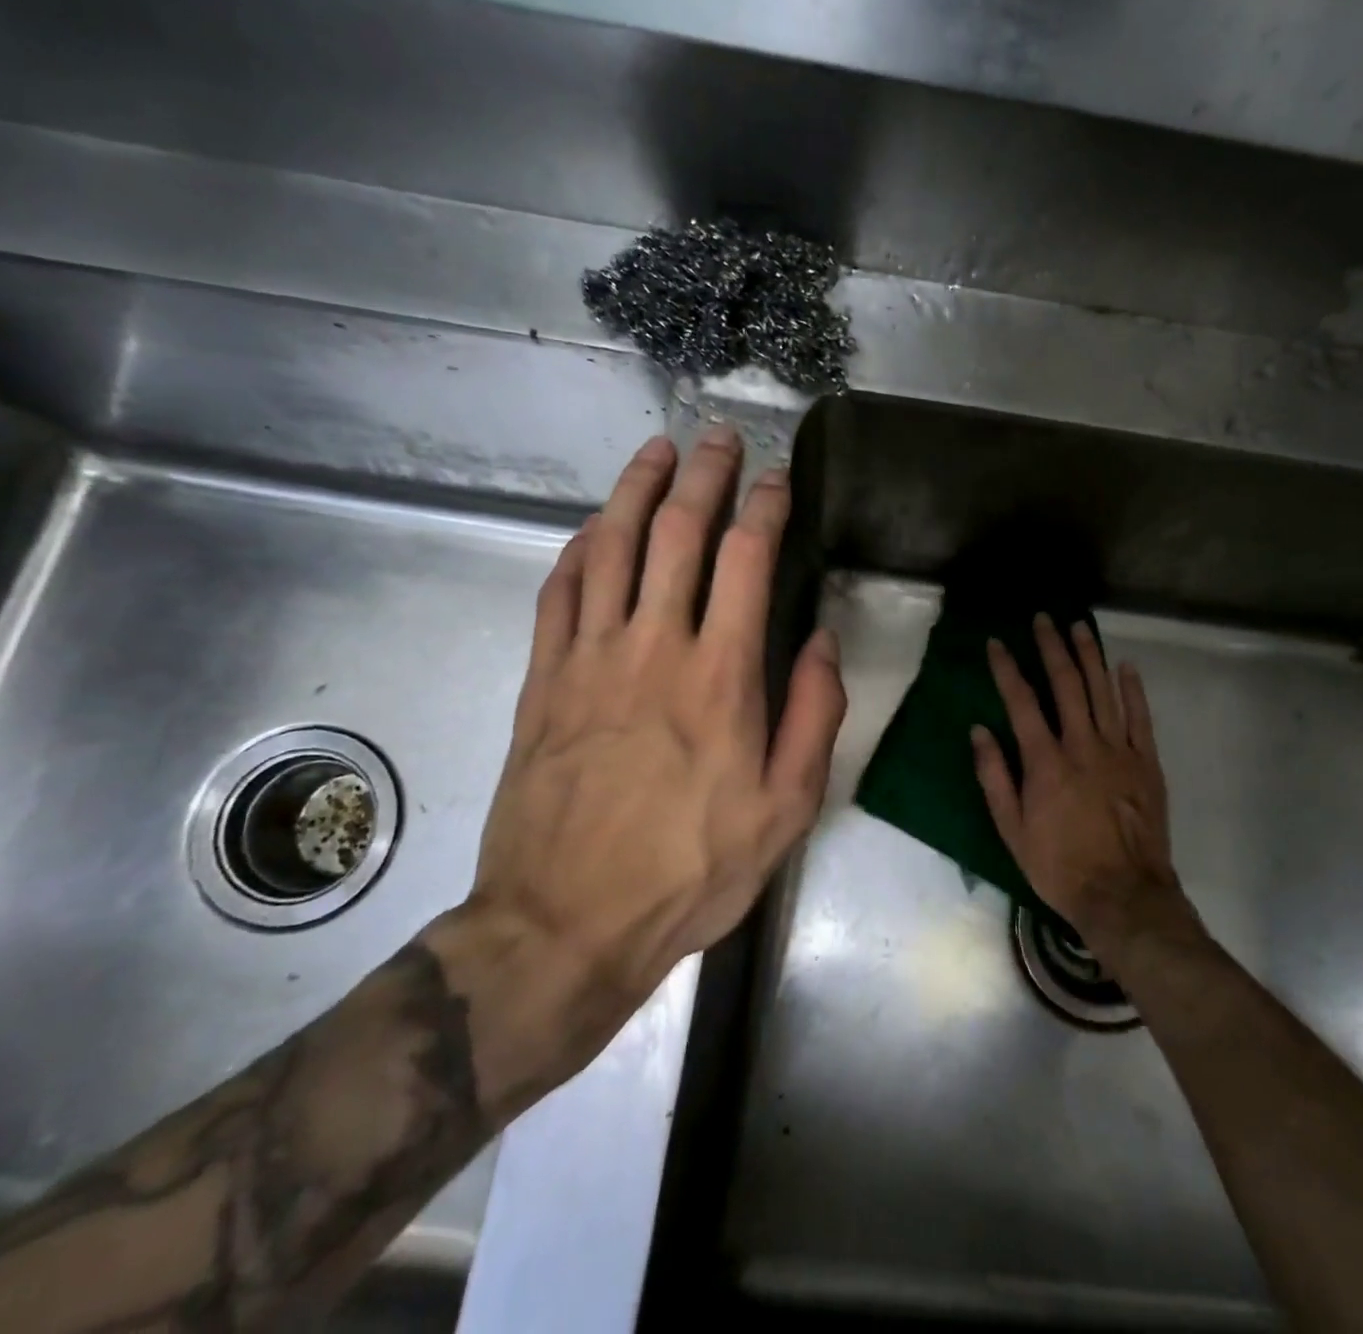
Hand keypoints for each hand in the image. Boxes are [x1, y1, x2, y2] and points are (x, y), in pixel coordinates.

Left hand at [457, 427, 844, 1056]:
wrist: (566, 923)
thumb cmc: (691, 869)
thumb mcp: (787, 807)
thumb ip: (813, 713)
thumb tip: (820, 640)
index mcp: (722, 676)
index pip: (747, 560)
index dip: (766, 508)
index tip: (778, 479)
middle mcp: (654, 646)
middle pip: (677, 533)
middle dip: (703, 475)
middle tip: (717, 438)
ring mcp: (589, 657)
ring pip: (610, 546)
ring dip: (635, 490)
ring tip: (655, 451)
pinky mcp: (542, 679)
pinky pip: (559, 592)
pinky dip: (579, 547)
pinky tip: (592, 527)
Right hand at [971, 615, 1182, 956]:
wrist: (1124, 894)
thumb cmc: (1059, 866)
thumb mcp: (1012, 829)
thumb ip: (994, 777)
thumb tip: (979, 731)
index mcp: (1045, 761)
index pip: (1022, 701)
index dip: (1007, 668)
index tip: (997, 642)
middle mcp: (1082, 745)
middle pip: (1066, 684)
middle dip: (1052, 648)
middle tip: (1044, 619)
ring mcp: (1118, 751)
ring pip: (1103, 691)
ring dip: (1090, 656)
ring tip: (1079, 626)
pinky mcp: (1146, 763)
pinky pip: (1139, 717)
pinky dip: (1132, 689)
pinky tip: (1125, 666)